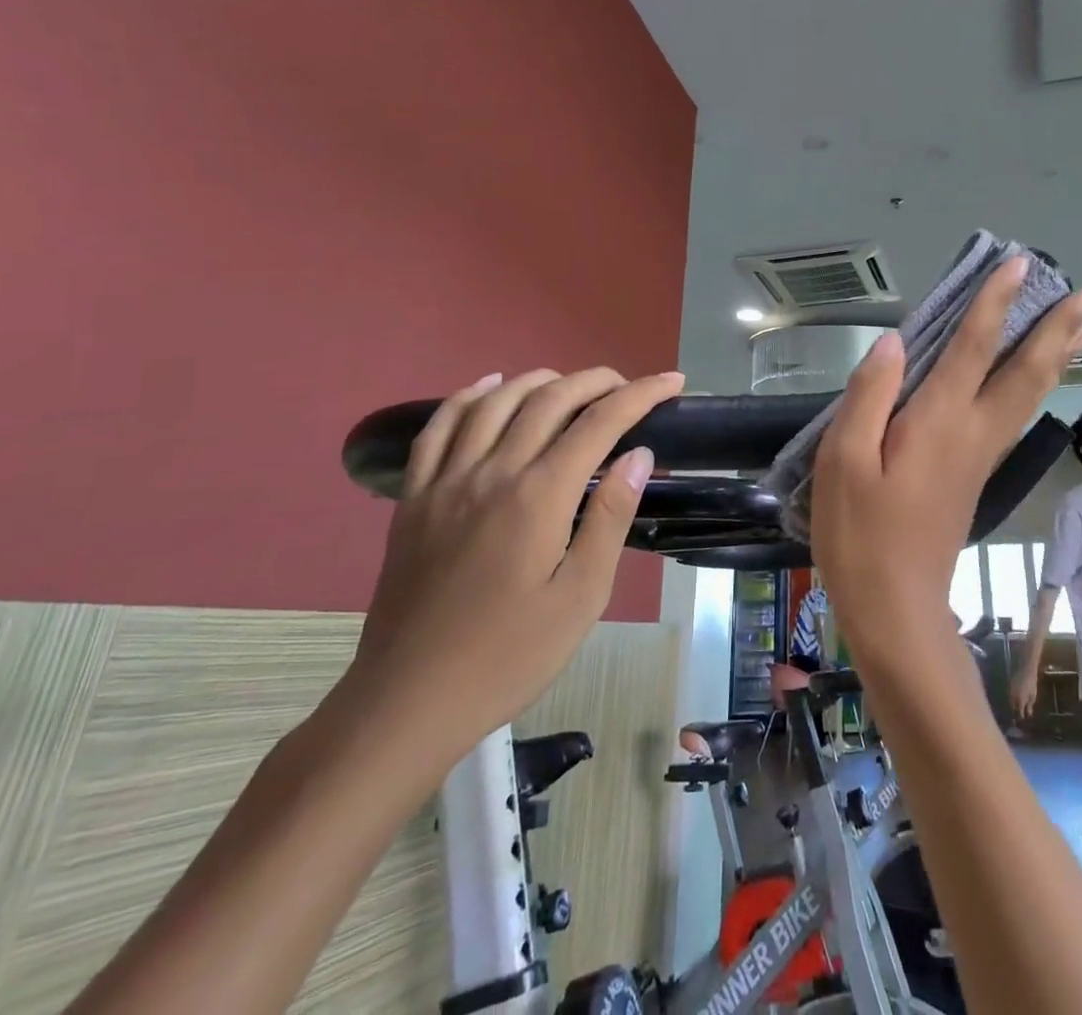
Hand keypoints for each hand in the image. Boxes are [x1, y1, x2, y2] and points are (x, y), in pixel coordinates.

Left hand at [345, 366, 683, 757]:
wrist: (409, 702)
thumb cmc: (509, 656)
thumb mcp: (581, 597)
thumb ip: (610, 518)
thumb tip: (639, 454)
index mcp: (538, 496)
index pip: (599, 423)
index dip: (641, 394)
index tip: (672, 382)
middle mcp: (492, 472)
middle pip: (549, 399)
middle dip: (596, 381)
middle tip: (628, 385)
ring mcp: (446, 482)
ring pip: (495, 402)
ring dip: (538, 380)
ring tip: (569, 382)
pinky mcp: (414, 499)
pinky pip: (438, 428)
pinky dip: (467, 397)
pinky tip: (488, 388)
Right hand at [811, 258, 1081, 657]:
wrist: (896, 608)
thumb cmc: (861, 535)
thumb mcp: (844, 461)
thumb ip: (869, 396)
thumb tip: (893, 341)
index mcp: (938, 421)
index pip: (973, 346)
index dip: (995, 302)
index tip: (1020, 263)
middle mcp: (973, 432)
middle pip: (1026, 371)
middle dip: (1058, 328)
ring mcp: (982, 455)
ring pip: (1032, 395)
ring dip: (1061, 355)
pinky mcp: (978, 474)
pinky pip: (1018, 414)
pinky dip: (1039, 384)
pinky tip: (1040, 380)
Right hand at [1011, 665, 1039, 721]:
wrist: (1026, 669)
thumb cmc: (1032, 682)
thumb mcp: (1033, 695)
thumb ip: (1029, 706)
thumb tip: (1028, 715)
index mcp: (1020, 701)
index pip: (1019, 713)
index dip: (1020, 718)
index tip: (1022, 722)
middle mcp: (1012, 698)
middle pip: (1013, 709)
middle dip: (1016, 714)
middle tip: (1019, 717)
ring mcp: (1009, 691)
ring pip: (1010, 703)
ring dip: (1013, 707)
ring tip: (1017, 710)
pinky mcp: (1008, 686)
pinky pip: (1009, 696)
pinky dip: (1011, 700)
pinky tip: (1015, 701)